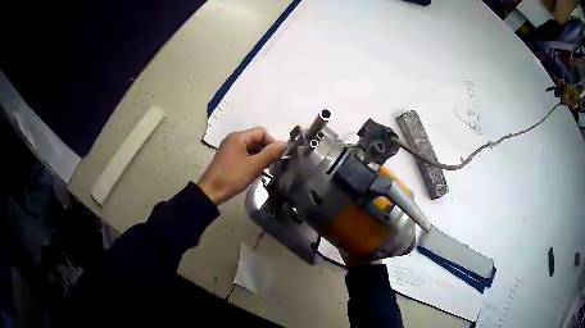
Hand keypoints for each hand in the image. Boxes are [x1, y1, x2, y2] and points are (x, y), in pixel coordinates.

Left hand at [198, 127, 285, 204]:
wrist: (211, 191)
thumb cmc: (233, 177)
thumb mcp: (254, 165)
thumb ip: (270, 153)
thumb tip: (285, 144)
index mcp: (238, 137)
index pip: (262, 132)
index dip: (272, 142)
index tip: (277, 157)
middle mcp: (233, 138)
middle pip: (256, 138)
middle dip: (266, 150)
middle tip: (272, 164)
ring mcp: (229, 148)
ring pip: (251, 147)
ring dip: (259, 156)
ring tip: (264, 169)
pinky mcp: (228, 157)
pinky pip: (244, 153)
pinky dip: (252, 160)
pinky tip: (255, 171)